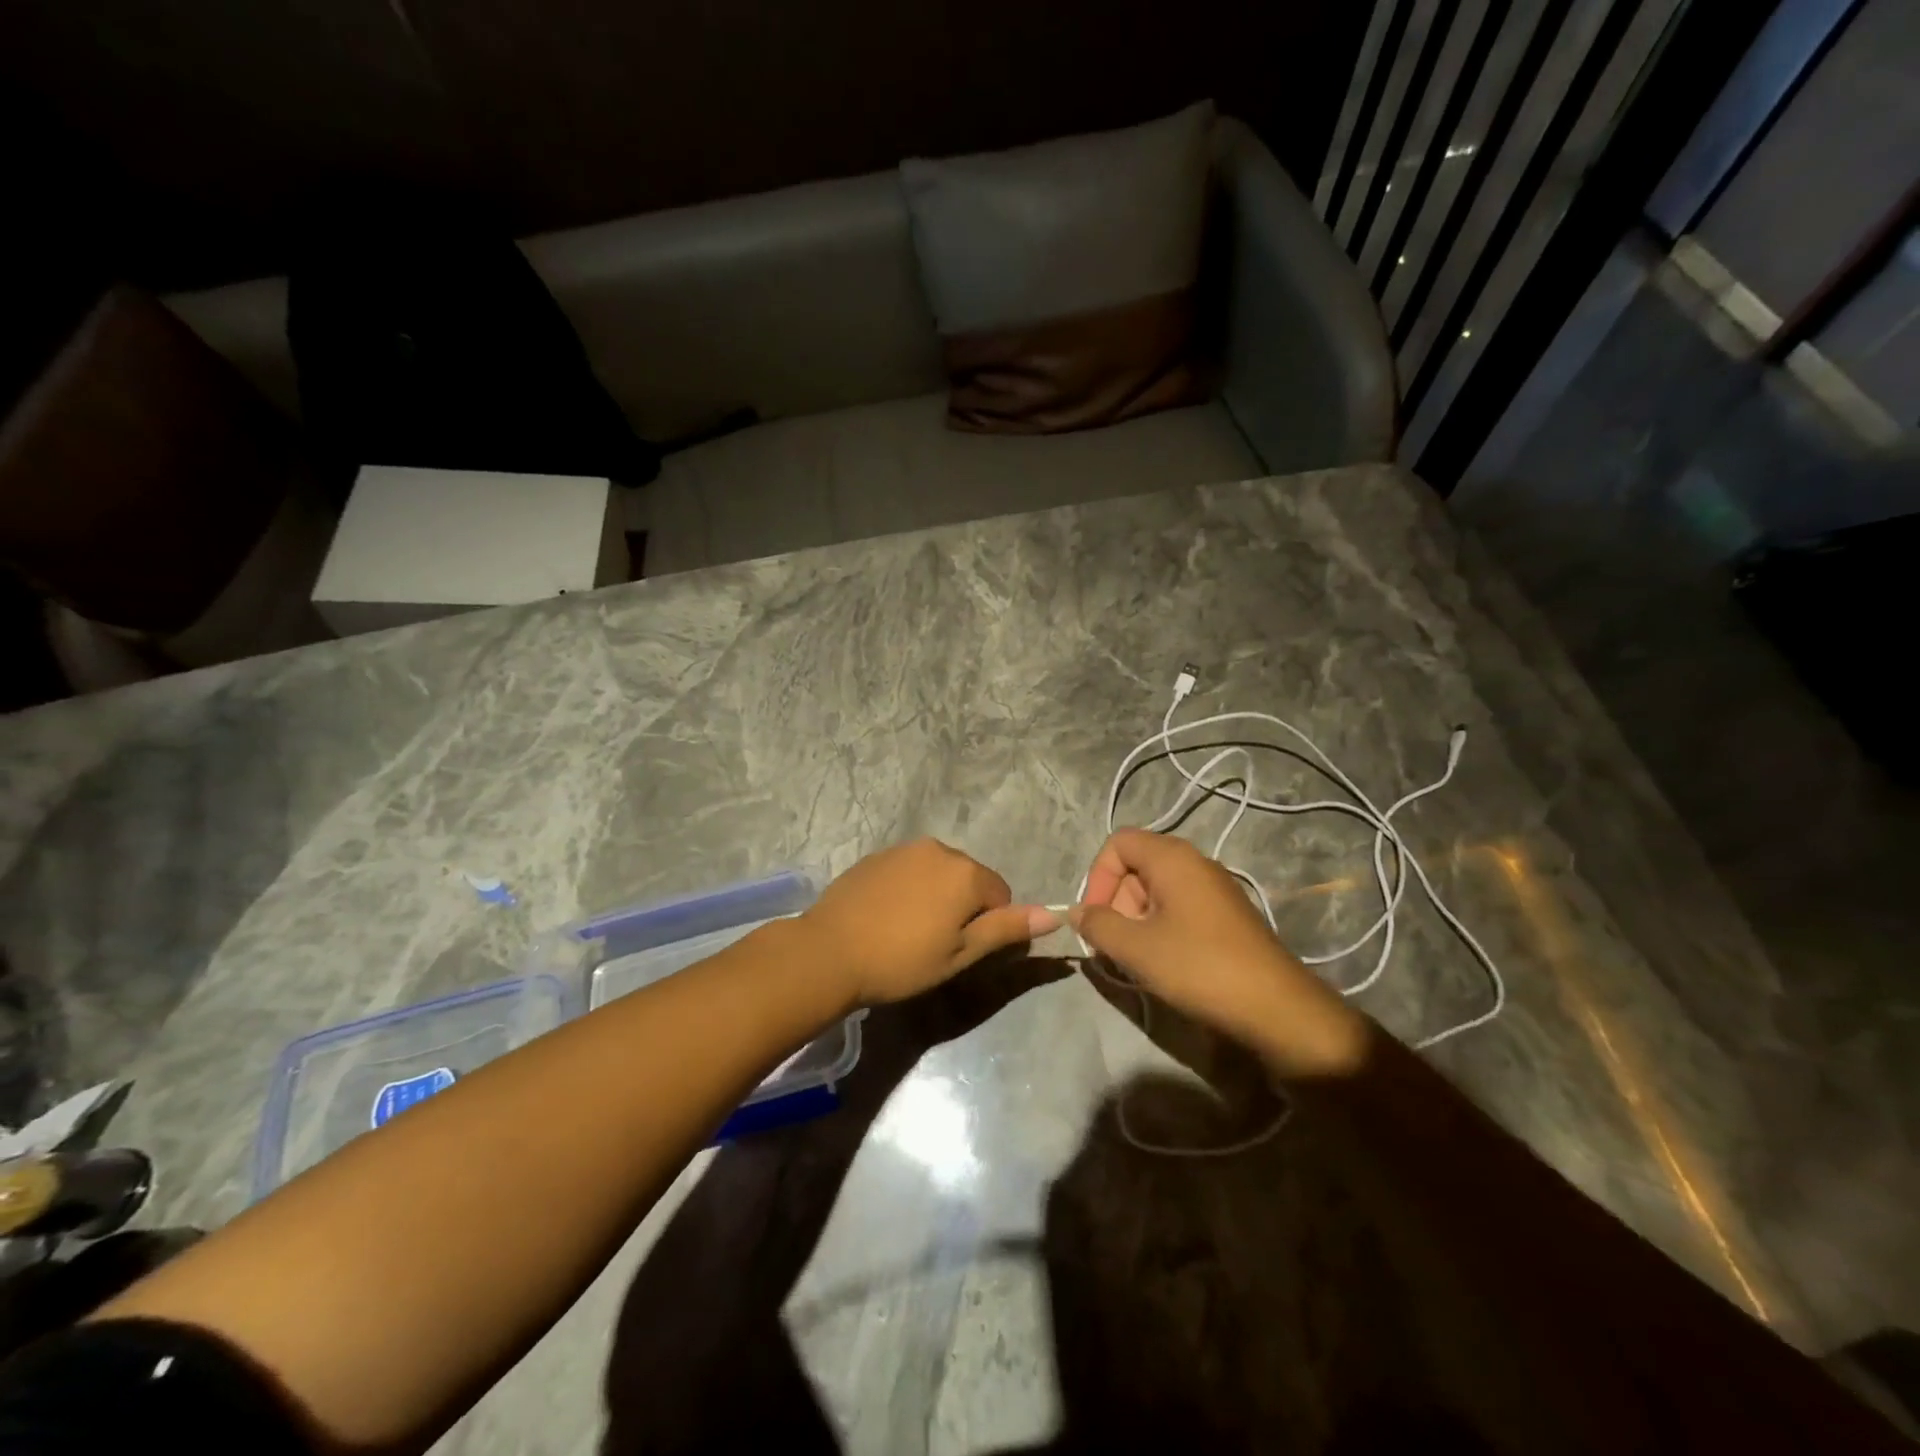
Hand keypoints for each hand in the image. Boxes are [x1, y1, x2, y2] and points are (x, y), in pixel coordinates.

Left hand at [799, 839, 1057, 1006]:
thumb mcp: (961, 954)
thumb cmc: (902, 960)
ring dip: (936, 895)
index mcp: (966, 872)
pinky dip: (909, 888)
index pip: (1000, 895)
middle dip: (963, 906)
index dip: (987, 926)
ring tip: (909, 930)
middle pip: (970, 879)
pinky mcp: (878, 854)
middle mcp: (940, 849)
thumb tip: (1053, 915)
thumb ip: (1006, 929)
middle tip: (935, 943)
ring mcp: (905, 848)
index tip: (960, 950)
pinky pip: (910, 869)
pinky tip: (888, 915)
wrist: (830, 951)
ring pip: (939, 872)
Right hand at [1072, 829, 1370, 1077]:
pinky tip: (1164, 962)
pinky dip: (1161, 927)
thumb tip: (1077, 912)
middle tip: (1114, 943)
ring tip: (1136, 958)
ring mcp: (1215, 888)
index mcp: (1173, 858)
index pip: (1118, 843)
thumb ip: (1098, 925)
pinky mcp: (1227, 915)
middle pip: (1136, 865)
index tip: (1095, 918)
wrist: (1277, 1007)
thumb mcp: (1136, 948)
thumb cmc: (1199, 967)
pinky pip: (1180, 906)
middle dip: (1115, 901)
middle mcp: (1195, 862)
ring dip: (1136, 918)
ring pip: (1157, 889)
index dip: (1097, 877)